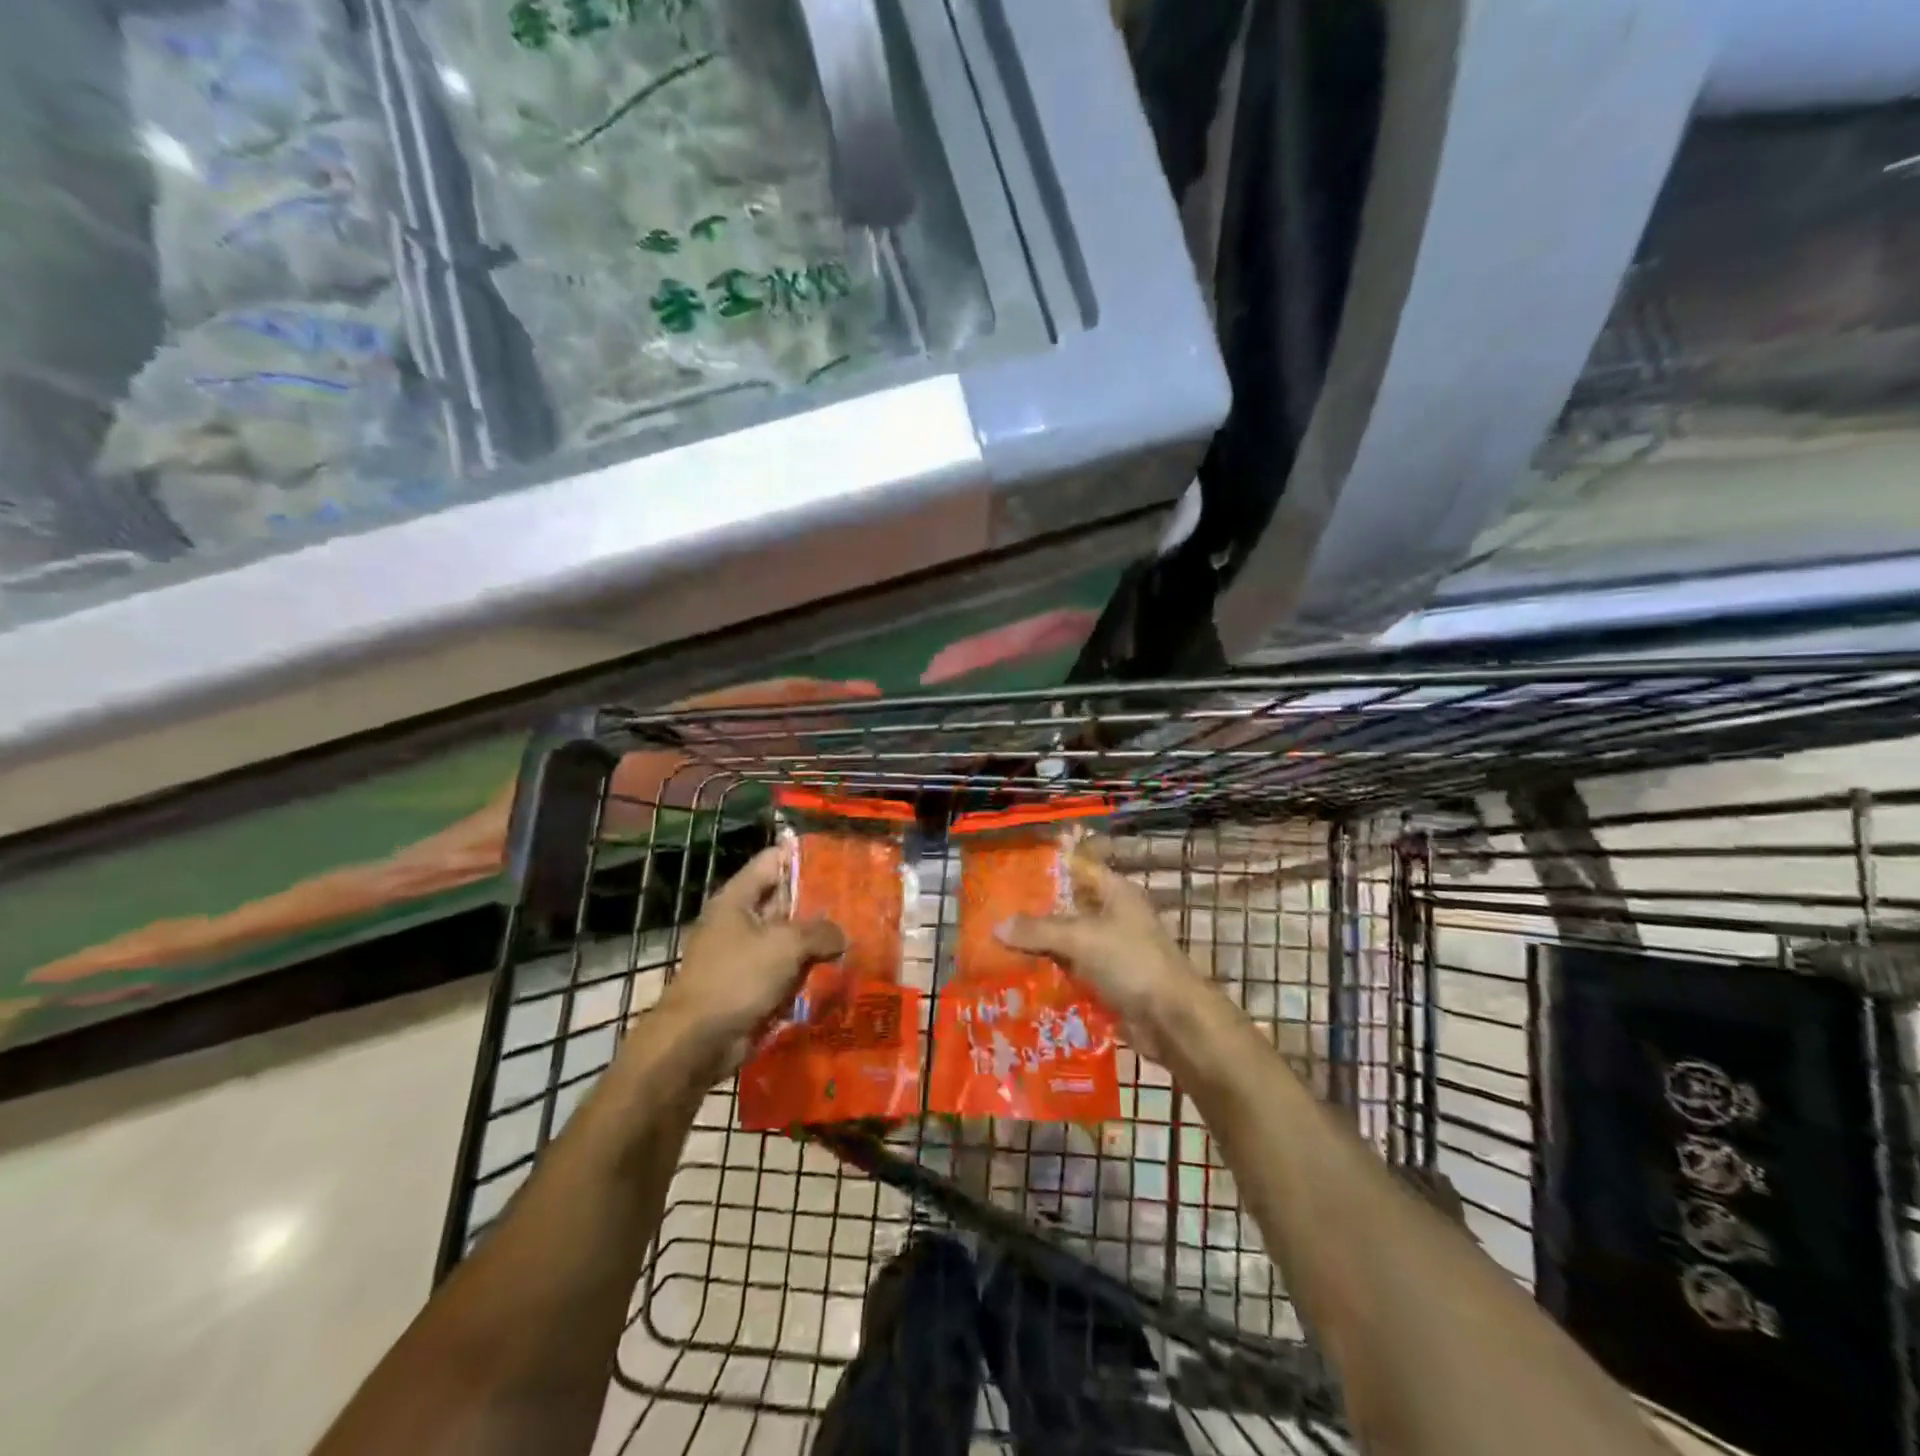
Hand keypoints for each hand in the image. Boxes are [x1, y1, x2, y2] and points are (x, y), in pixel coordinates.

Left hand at [657, 847, 845, 1075]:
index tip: (838, 856)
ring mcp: (745, 955)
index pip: (772, 861)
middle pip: (784, 900)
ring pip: (788, 938)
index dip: (803, 855)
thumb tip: (841, 937)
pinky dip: (807, 970)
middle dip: (818, 900)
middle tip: (859, 898)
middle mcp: (739, 921)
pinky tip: (838, 970)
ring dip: (816, 940)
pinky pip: (785, 970)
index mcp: (737, 898)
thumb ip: (820, 932)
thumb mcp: (785, 945)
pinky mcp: (751, 986)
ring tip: (857, 933)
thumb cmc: (736, 978)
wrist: (697, 1041)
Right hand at [995, 848, 1208, 1062]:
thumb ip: (1038, 930)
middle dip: (1032, 913)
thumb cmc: (1132, 963)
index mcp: (1114, 892)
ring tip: (994, 946)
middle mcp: (1111, 916)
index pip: (1074, 869)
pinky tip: (1016, 979)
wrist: (1172, 1021)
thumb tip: (996, 927)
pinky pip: (1070, 973)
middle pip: (1065, 908)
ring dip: (1037, 948)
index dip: (1043, 869)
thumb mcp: (1081, 938)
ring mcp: (1109, 951)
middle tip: (991, 914)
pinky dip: (1049, 976)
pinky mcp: (1105, 982)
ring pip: (1065, 943)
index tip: (1008, 872)